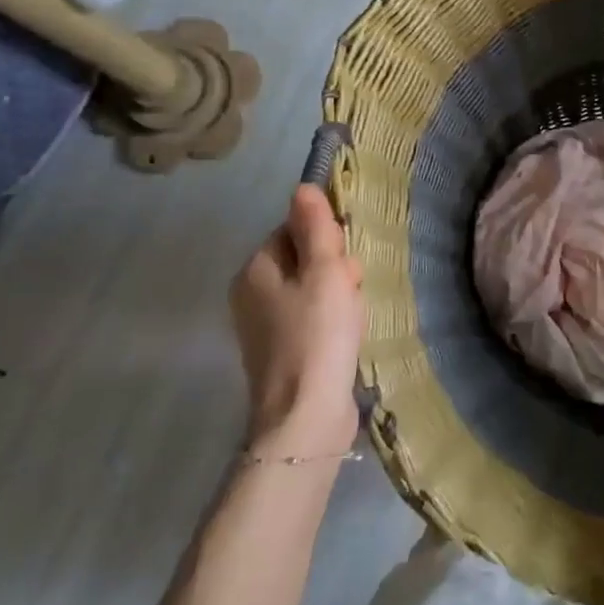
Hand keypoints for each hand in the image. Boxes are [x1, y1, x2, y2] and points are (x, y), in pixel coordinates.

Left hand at [228, 184, 366, 452]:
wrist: (305, 417)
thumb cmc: (317, 335)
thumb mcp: (325, 271)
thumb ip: (316, 227)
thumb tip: (303, 187)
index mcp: (255, 269)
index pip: (295, 229)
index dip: (326, 240)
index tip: (343, 263)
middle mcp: (252, 294)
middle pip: (305, 259)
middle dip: (336, 270)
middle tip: (350, 292)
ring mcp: (265, 326)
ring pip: (314, 289)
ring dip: (340, 297)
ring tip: (351, 320)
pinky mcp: (282, 352)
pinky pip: (313, 318)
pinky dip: (333, 322)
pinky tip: (346, 338)